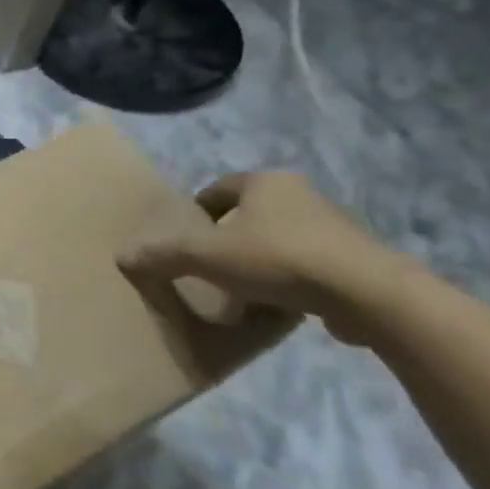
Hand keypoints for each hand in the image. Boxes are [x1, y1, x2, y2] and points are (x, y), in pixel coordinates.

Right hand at [117, 171, 404, 344]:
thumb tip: (122, 255)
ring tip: (241, 290)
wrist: (367, 293)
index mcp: (265, 183)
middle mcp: (302, 195)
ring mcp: (336, 227)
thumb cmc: (277, 259)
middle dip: (230, 237)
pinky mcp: (358, 260)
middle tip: (210, 264)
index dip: (197, 211)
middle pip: (252, 214)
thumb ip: (163, 255)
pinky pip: (310, 265)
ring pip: (282, 239)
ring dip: (261, 260)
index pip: (219, 189)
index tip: (186, 237)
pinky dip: (291, 280)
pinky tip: (279, 305)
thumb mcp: (206, 256)